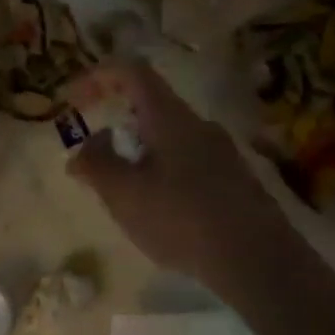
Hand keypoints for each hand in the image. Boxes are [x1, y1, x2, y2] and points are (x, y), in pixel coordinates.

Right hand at [66, 63, 288, 282]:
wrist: (259, 262)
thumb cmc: (181, 218)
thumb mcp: (123, 192)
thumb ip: (96, 163)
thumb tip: (84, 148)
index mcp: (170, 117)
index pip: (132, 72)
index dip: (98, 76)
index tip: (74, 100)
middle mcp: (199, 125)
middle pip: (150, 108)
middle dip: (117, 127)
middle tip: (95, 160)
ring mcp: (223, 154)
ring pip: (169, 139)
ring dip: (139, 155)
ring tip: (124, 195)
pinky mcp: (236, 183)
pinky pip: (188, 165)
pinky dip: (162, 176)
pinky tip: (160, 215)